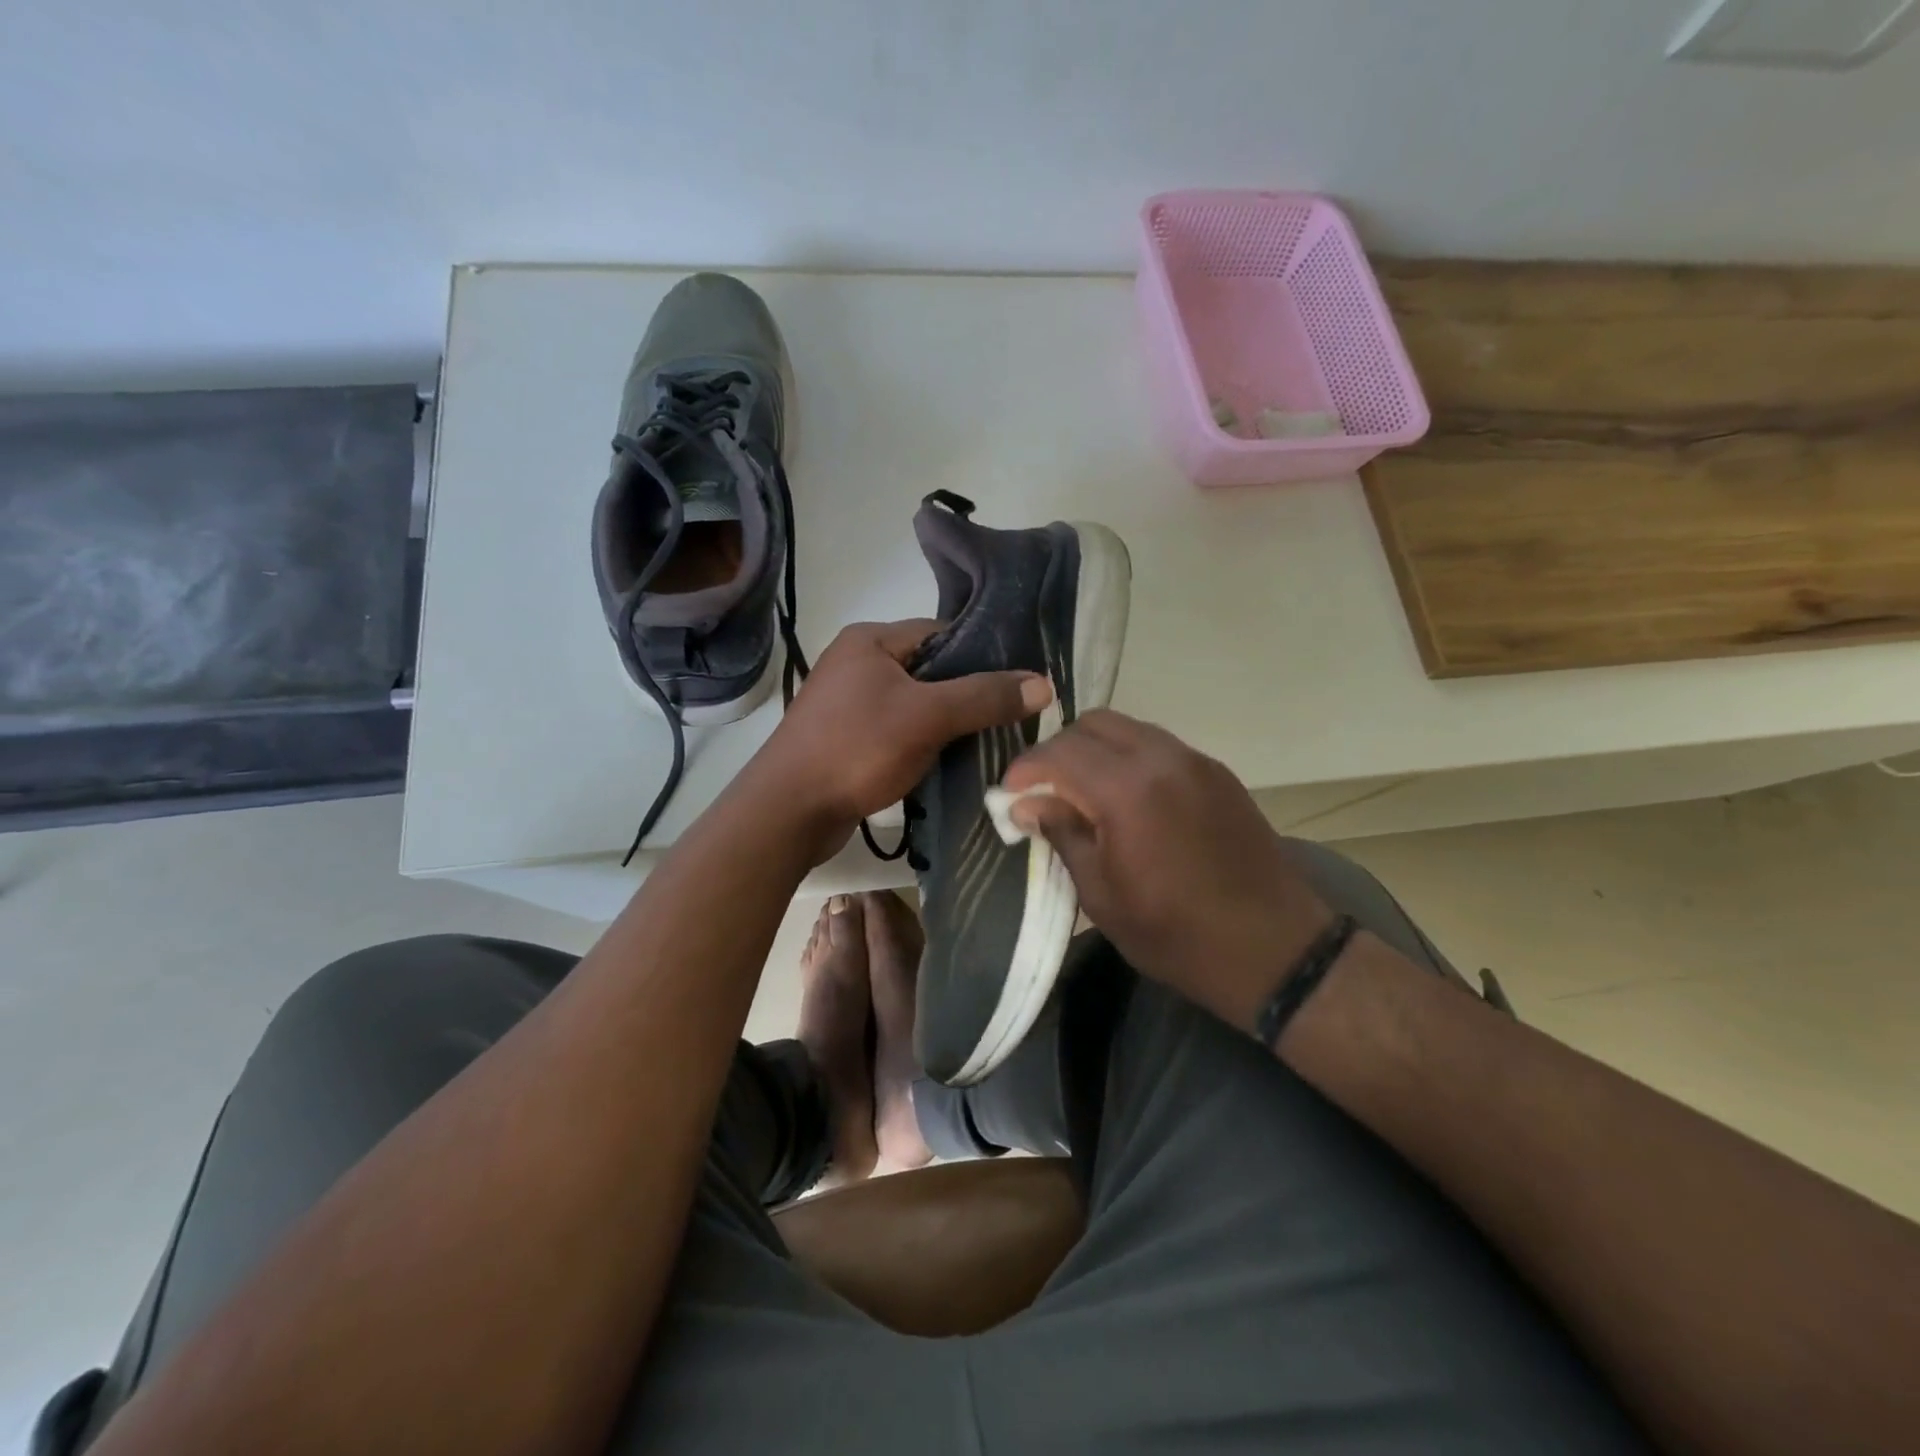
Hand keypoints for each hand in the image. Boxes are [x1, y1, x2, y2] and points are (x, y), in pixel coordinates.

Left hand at [754, 619, 1051, 853]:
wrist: (788, 811)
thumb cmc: (857, 749)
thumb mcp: (928, 716)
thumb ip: (984, 697)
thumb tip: (1044, 684)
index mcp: (870, 640)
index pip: (941, 632)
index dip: (983, 654)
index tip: (1019, 683)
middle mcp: (856, 663)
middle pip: (930, 670)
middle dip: (968, 694)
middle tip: (1011, 718)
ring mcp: (848, 703)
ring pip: (915, 704)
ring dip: (947, 723)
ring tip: (988, 743)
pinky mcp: (846, 739)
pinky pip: (898, 732)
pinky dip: (924, 743)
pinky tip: (950, 763)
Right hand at [1002, 710, 1331, 1032]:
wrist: (1273, 948)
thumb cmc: (1175, 934)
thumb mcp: (1101, 895)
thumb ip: (1062, 835)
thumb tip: (1028, 803)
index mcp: (1128, 790)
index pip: (1059, 753)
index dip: (1025, 769)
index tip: (1009, 794)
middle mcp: (1162, 759)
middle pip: (1093, 725)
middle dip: (1059, 750)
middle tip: (1043, 790)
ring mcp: (1195, 761)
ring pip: (1128, 728)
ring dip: (1095, 750)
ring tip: (1081, 792)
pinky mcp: (1217, 773)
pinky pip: (1158, 745)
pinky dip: (1129, 758)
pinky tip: (1126, 798)